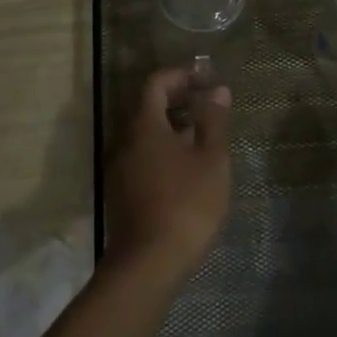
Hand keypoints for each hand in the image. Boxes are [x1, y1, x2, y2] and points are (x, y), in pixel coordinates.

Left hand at [104, 68, 232, 285]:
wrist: (148, 262)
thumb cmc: (186, 203)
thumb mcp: (211, 159)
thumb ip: (213, 120)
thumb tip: (217, 89)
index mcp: (144, 125)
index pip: (156, 83)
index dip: (180, 74)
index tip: (206, 76)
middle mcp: (124, 140)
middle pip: (147, 107)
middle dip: (177, 99)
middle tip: (208, 102)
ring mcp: (119, 167)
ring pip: (145, 134)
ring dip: (171, 125)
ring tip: (203, 134)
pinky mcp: (121, 190)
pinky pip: (142, 155)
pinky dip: (163, 148)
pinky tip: (186, 166)